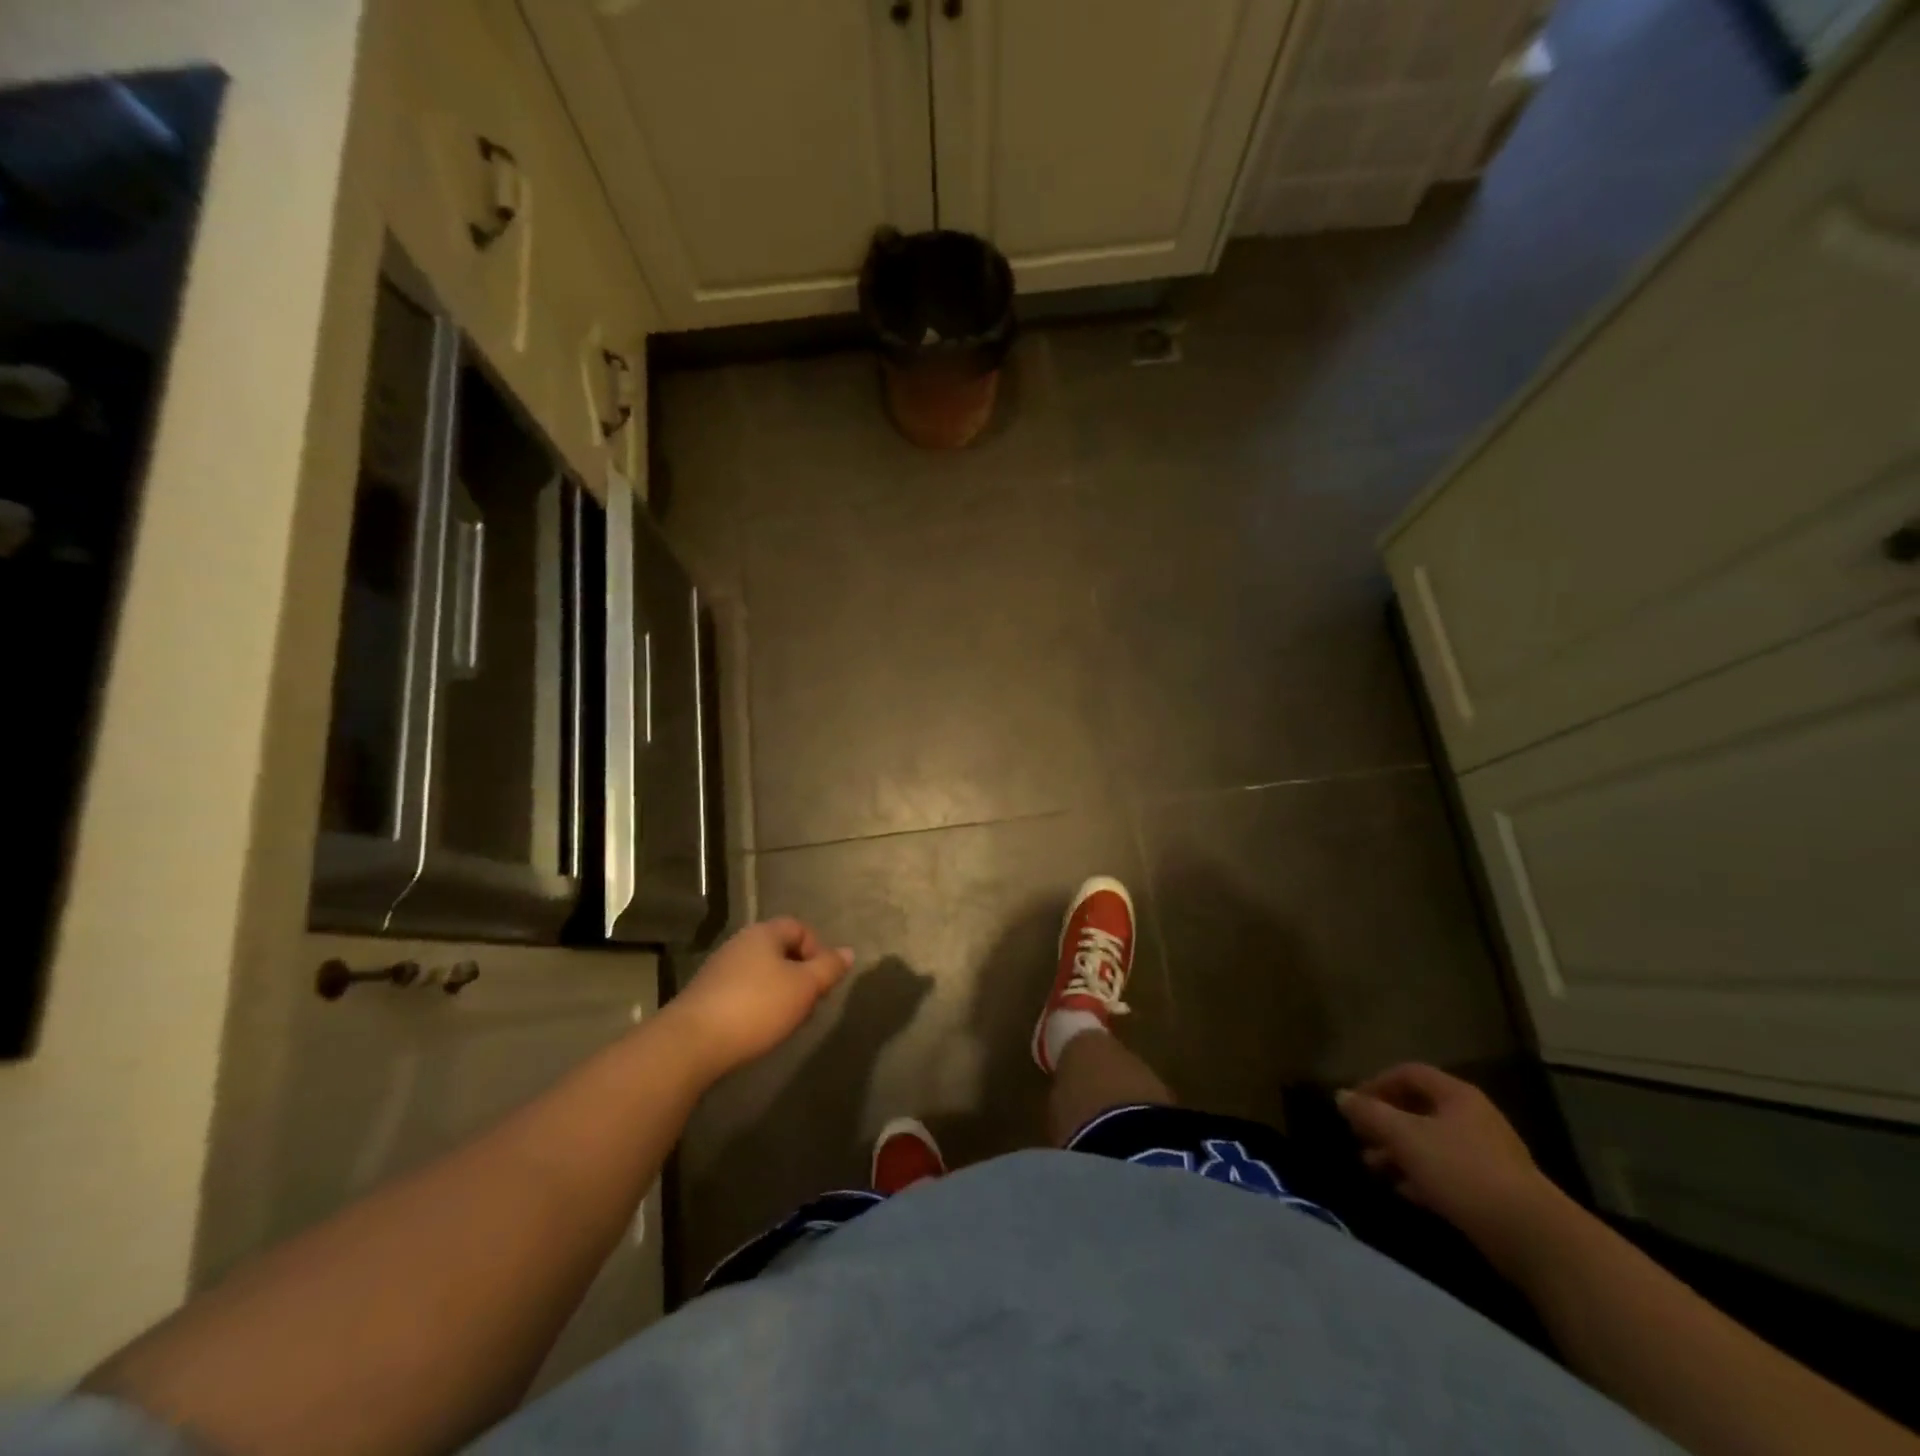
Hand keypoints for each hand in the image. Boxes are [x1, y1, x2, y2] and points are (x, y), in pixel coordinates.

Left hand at [667, 918, 854, 1081]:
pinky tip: (758, 1030)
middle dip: (800, 975)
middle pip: (780, 951)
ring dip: (779, 993)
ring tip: (786, 1021)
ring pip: (762, 974)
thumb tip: (848, 952)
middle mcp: (740, 944)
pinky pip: (742, 993)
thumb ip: (829, 968)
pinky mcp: (705, 996)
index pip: (799, 928)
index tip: (822, 981)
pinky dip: (756, 1006)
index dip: (817, 950)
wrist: (692, 1043)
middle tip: (808, 1004)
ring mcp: (719, 970)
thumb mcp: (804, 987)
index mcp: (764, 933)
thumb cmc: (756, 1007)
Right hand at [1337, 1063, 1559, 1249]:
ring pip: (1430, 1143)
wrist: (1534, 1238)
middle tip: (1359, 1141)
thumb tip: (1341, 1096)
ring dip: (1398, 1152)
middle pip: (1418, 1108)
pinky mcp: (1493, 1190)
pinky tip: (1404, 1192)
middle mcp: (1473, 1117)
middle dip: (1384, 1123)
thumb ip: (1370, 1114)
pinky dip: (1421, 1176)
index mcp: (1456, 1095)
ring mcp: (1486, 1155)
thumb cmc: (1463, 1172)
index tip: (1353, 1107)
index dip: (1375, 1083)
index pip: (1408, 1073)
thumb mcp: (1406, 1138)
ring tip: (1374, 1169)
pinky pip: (1447, 1172)